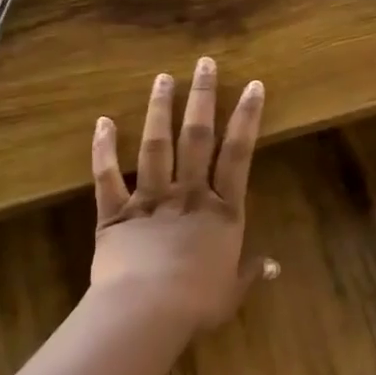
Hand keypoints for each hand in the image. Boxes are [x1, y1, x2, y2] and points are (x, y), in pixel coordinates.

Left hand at [91, 58, 276, 333]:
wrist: (147, 310)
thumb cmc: (197, 303)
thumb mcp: (231, 291)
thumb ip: (250, 274)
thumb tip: (273, 268)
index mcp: (221, 211)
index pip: (239, 154)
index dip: (247, 118)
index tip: (253, 86)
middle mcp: (189, 195)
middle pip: (198, 137)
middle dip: (202, 97)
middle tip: (204, 63)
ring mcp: (150, 200)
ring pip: (156, 147)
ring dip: (159, 110)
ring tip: (162, 78)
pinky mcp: (116, 213)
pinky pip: (107, 177)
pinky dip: (103, 149)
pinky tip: (102, 122)